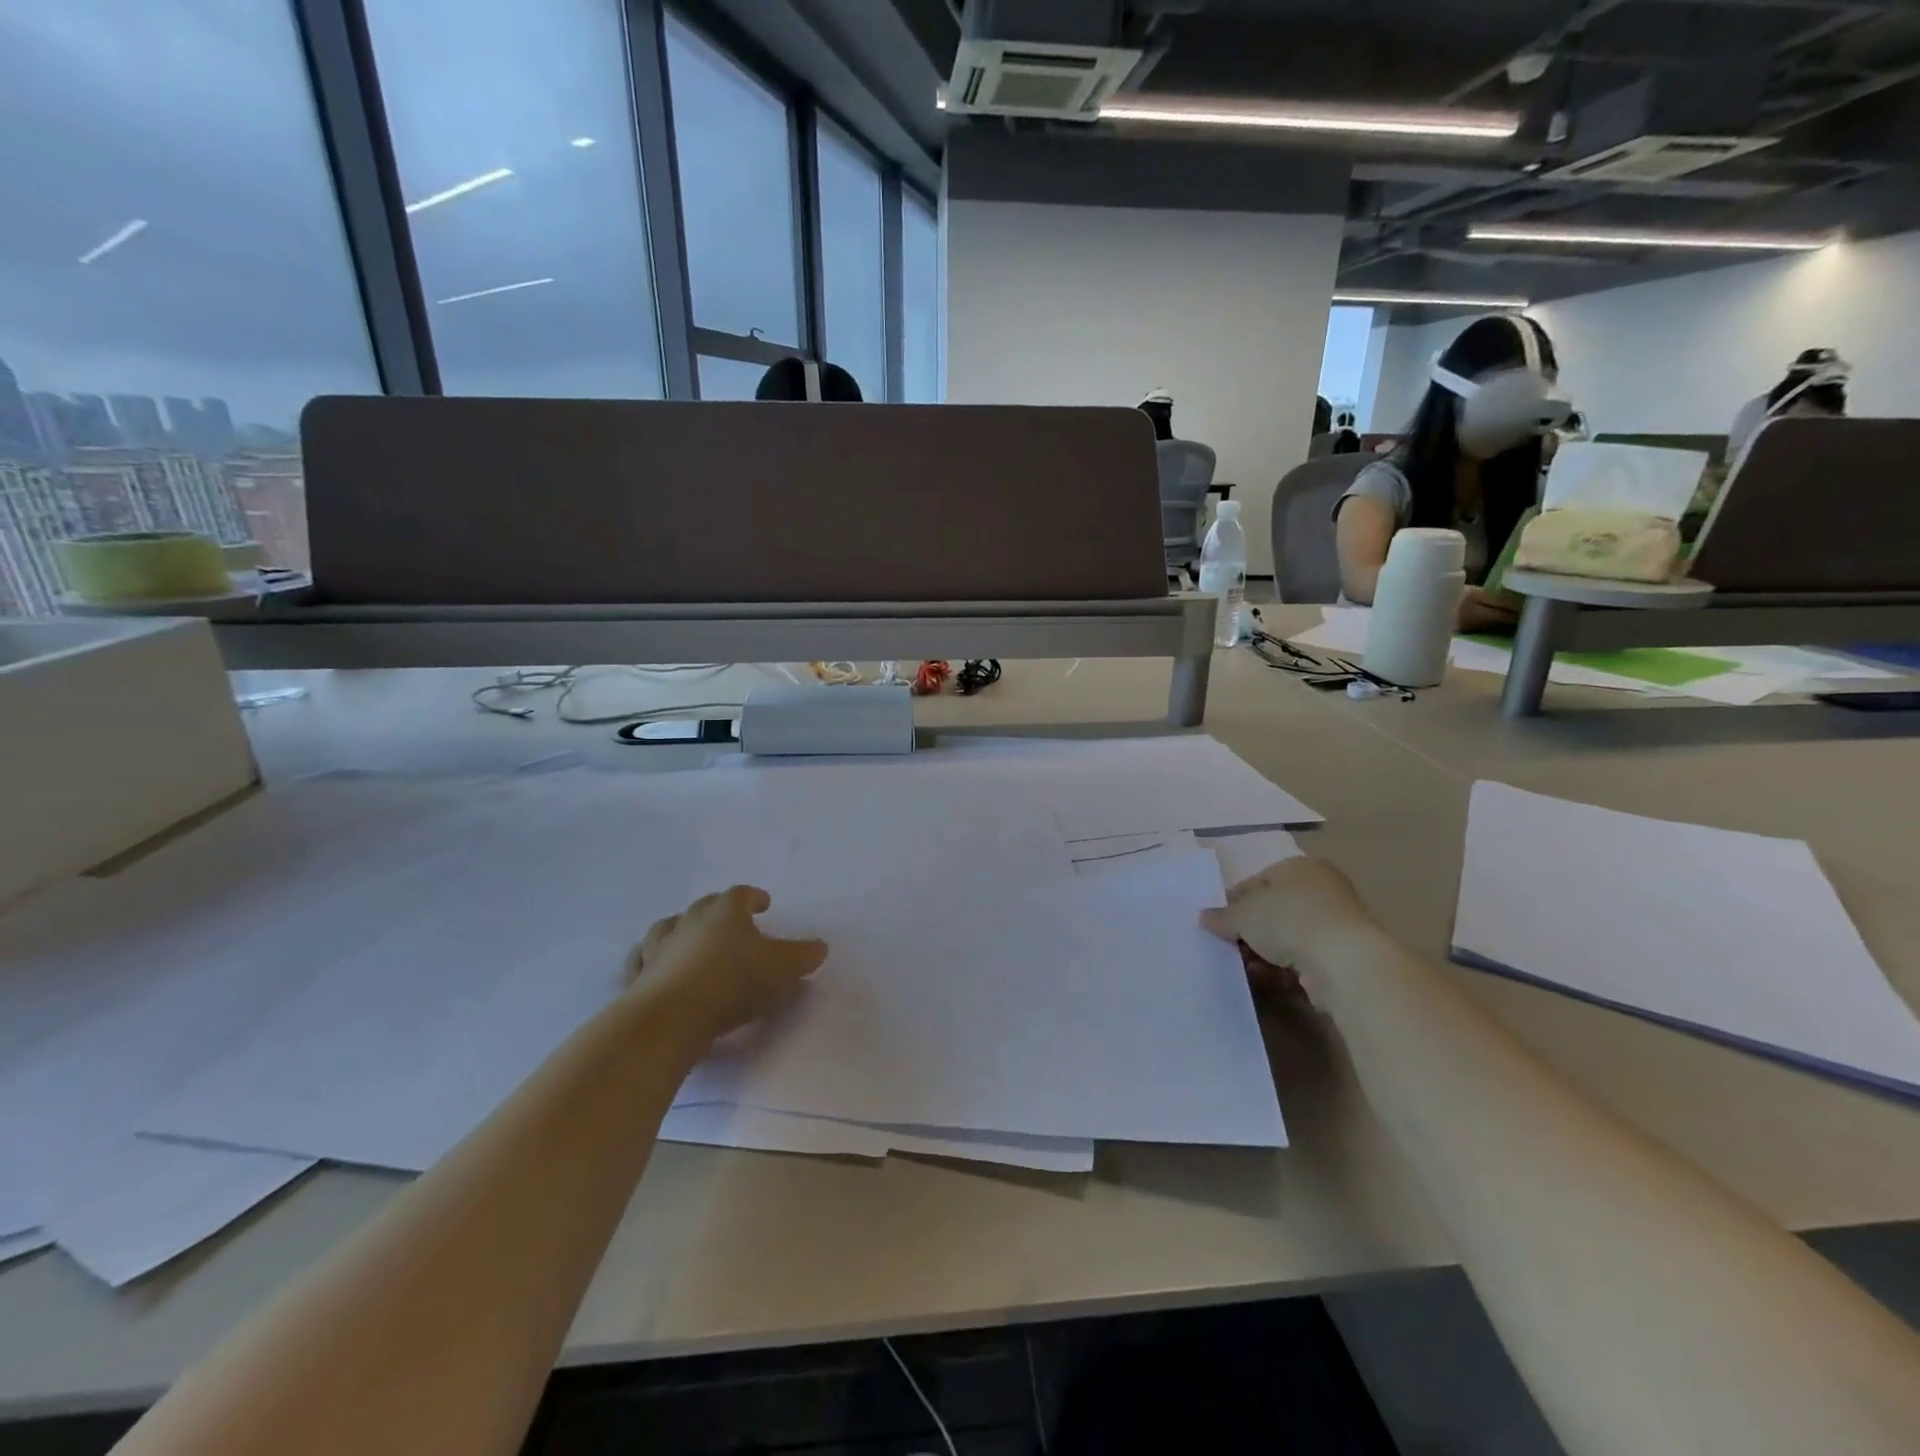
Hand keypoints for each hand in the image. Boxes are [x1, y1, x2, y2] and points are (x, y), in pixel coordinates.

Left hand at [627, 886, 827, 1044]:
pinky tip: (656, 968)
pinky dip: (651, 961)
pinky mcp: (638, 979)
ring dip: (680, 930)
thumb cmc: (732, 982)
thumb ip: (802, 956)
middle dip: (717, 911)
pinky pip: (643, 962)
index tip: (764, 904)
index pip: (740, 894)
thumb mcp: (782, 969)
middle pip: (703, 906)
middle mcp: (689, 922)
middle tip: (730, 922)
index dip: (753, 897)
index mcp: (724, 912)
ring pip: (667, 928)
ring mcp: (658, 949)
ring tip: (688, 939)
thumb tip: (820, 947)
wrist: (670, 1017)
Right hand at [1200, 856, 1371, 1000]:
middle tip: (1231, 945)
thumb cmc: (1288, 920)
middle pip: (1275, 908)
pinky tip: (1269, 978)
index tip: (1220, 922)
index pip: (1259, 880)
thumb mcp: (1243, 915)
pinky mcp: (1346, 954)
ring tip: (1246, 965)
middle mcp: (1323, 888)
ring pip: (1291, 935)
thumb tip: (1205, 917)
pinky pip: (1306, 957)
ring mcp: (1338, 922)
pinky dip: (1286, 967)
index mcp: (1300, 867)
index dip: (1235, 901)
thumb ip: (1223, 916)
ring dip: (1267, 951)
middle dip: (1251, 929)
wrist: (1344, 960)